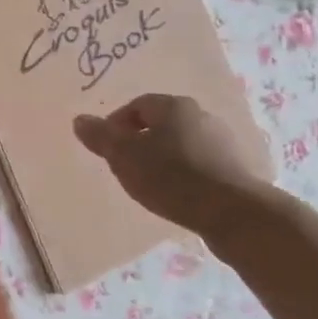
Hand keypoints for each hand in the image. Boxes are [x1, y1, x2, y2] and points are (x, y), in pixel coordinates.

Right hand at [74, 94, 268, 236]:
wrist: (234, 213)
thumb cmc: (171, 177)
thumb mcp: (124, 156)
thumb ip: (100, 137)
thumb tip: (79, 120)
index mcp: (173, 106)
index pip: (137, 105)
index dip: (116, 125)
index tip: (108, 150)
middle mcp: (201, 115)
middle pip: (161, 123)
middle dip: (140, 142)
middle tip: (126, 166)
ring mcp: (224, 141)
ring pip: (182, 144)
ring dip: (164, 158)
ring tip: (151, 184)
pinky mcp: (237, 168)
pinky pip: (201, 164)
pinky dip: (186, 173)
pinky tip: (179, 194)